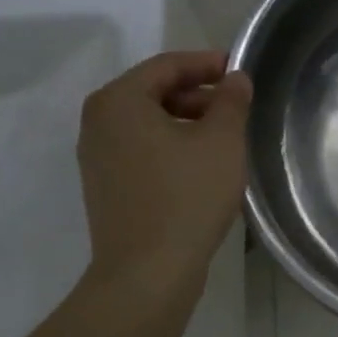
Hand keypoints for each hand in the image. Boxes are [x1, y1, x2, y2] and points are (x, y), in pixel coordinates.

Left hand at [76, 50, 251, 289]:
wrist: (147, 273)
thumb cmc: (186, 196)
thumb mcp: (222, 140)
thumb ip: (231, 100)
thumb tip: (235, 78)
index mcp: (118, 101)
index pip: (167, 65)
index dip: (207, 63)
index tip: (240, 71)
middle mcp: (98, 122)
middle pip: (154, 91)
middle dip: (198, 94)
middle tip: (236, 106)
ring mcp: (97, 157)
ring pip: (148, 122)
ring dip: (187, 121)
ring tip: (225, 136)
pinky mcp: (105, 186)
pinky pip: (141, 149)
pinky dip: (171, 145)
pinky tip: (201, 165)